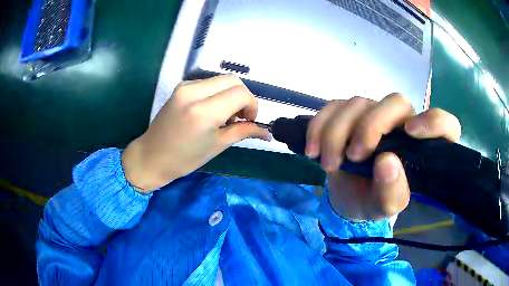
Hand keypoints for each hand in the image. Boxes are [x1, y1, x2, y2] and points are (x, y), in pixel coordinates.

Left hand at [121, 75, 270, 192]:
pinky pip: (208, 83)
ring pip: (221, 80)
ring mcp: (185, 87)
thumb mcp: (217, 146)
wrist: (151, 156)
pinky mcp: (181, 87)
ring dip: (230, 94)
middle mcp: (194, 92)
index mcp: (204, 111)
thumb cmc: (184, 159)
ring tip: (225, 116)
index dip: (252, 105)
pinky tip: (212, 110)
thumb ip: (243, 132)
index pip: (241, 93)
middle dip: (243, 97)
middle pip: (233, 80)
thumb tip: (266, 131)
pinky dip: (218, 93)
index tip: (250, 121)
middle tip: (241, 117)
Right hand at [306, 94, 460, 220]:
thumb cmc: (372, 201)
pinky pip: (333, 106)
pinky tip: (312, 149)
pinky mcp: (349, 114)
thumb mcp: (385, 208)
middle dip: (371, 126)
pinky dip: (319, 125)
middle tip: (354, 156)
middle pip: (395, 102)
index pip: (445, 125)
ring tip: (328, 164)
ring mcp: (374, 114)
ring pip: (358, 102)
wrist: (348, 197)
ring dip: (337, 132)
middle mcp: (403, 123)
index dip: (434, 122)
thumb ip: (393, 192)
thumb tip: (387, 162)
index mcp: (422, 147)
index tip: (411, 132)